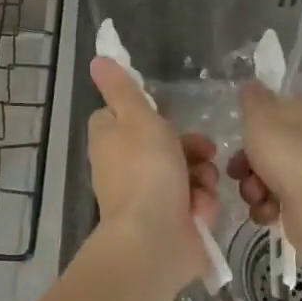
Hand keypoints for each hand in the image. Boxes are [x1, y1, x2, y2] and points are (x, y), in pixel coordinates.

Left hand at [86, 57, 218, 295]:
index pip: (126, 116)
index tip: (166, 114)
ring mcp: (147, 196)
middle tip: (204, 150)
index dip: (149, 114)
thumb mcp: (136, 117)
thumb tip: (97, 59)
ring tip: (203, 185)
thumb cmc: (146, 170)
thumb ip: (122, 88)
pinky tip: (200, 210)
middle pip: (164, 143)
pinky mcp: (170, 220)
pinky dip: (200, 203)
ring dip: (200, 175)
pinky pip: (192, 200)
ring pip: (185, 170)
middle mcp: (125, 166)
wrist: (155, 241)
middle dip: (190, 146)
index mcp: (111, 139)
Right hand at [230, 82, 301, 255]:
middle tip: (238, 171)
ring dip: (253, 187)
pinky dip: (267, 207)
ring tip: (255, 194)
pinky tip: (267, 210)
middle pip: (268, 146)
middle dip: (246, 162)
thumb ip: (251, 97)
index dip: (255, 122)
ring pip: (269, 175)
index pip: (279, 108)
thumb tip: (250, 87)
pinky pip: (278, 201)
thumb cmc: (286, 148)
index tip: (241, 134)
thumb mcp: (259, 112)